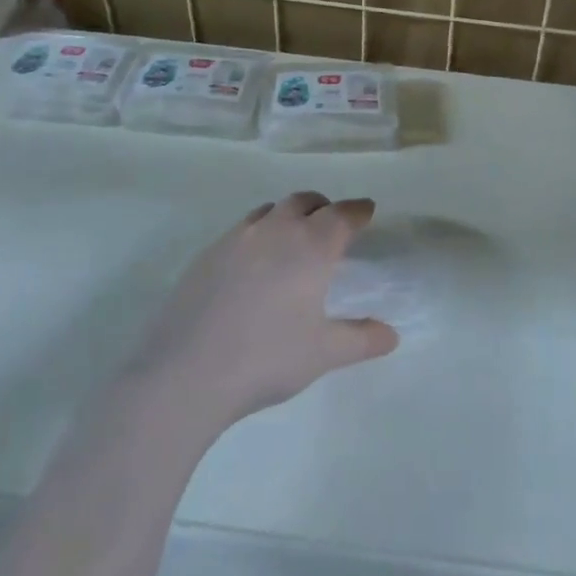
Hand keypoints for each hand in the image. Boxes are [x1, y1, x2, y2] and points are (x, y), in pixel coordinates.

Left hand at [134, 192, 398, 430]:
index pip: (342, 214)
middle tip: (332, 225)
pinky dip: (258, 234)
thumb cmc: (266, 358)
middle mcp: (275, 230)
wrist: (185, 373)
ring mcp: (236, 239)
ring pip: (269, 211)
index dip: (358, 210)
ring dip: (288, 216)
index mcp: (310, 247)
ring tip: (292, 240)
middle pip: (304, 201)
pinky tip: (253, 266)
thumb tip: (391, 336)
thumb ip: (361, 340)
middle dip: (323, 207)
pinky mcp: (206, 255)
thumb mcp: (323, 353)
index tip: (367, 211)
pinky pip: (241, 230)